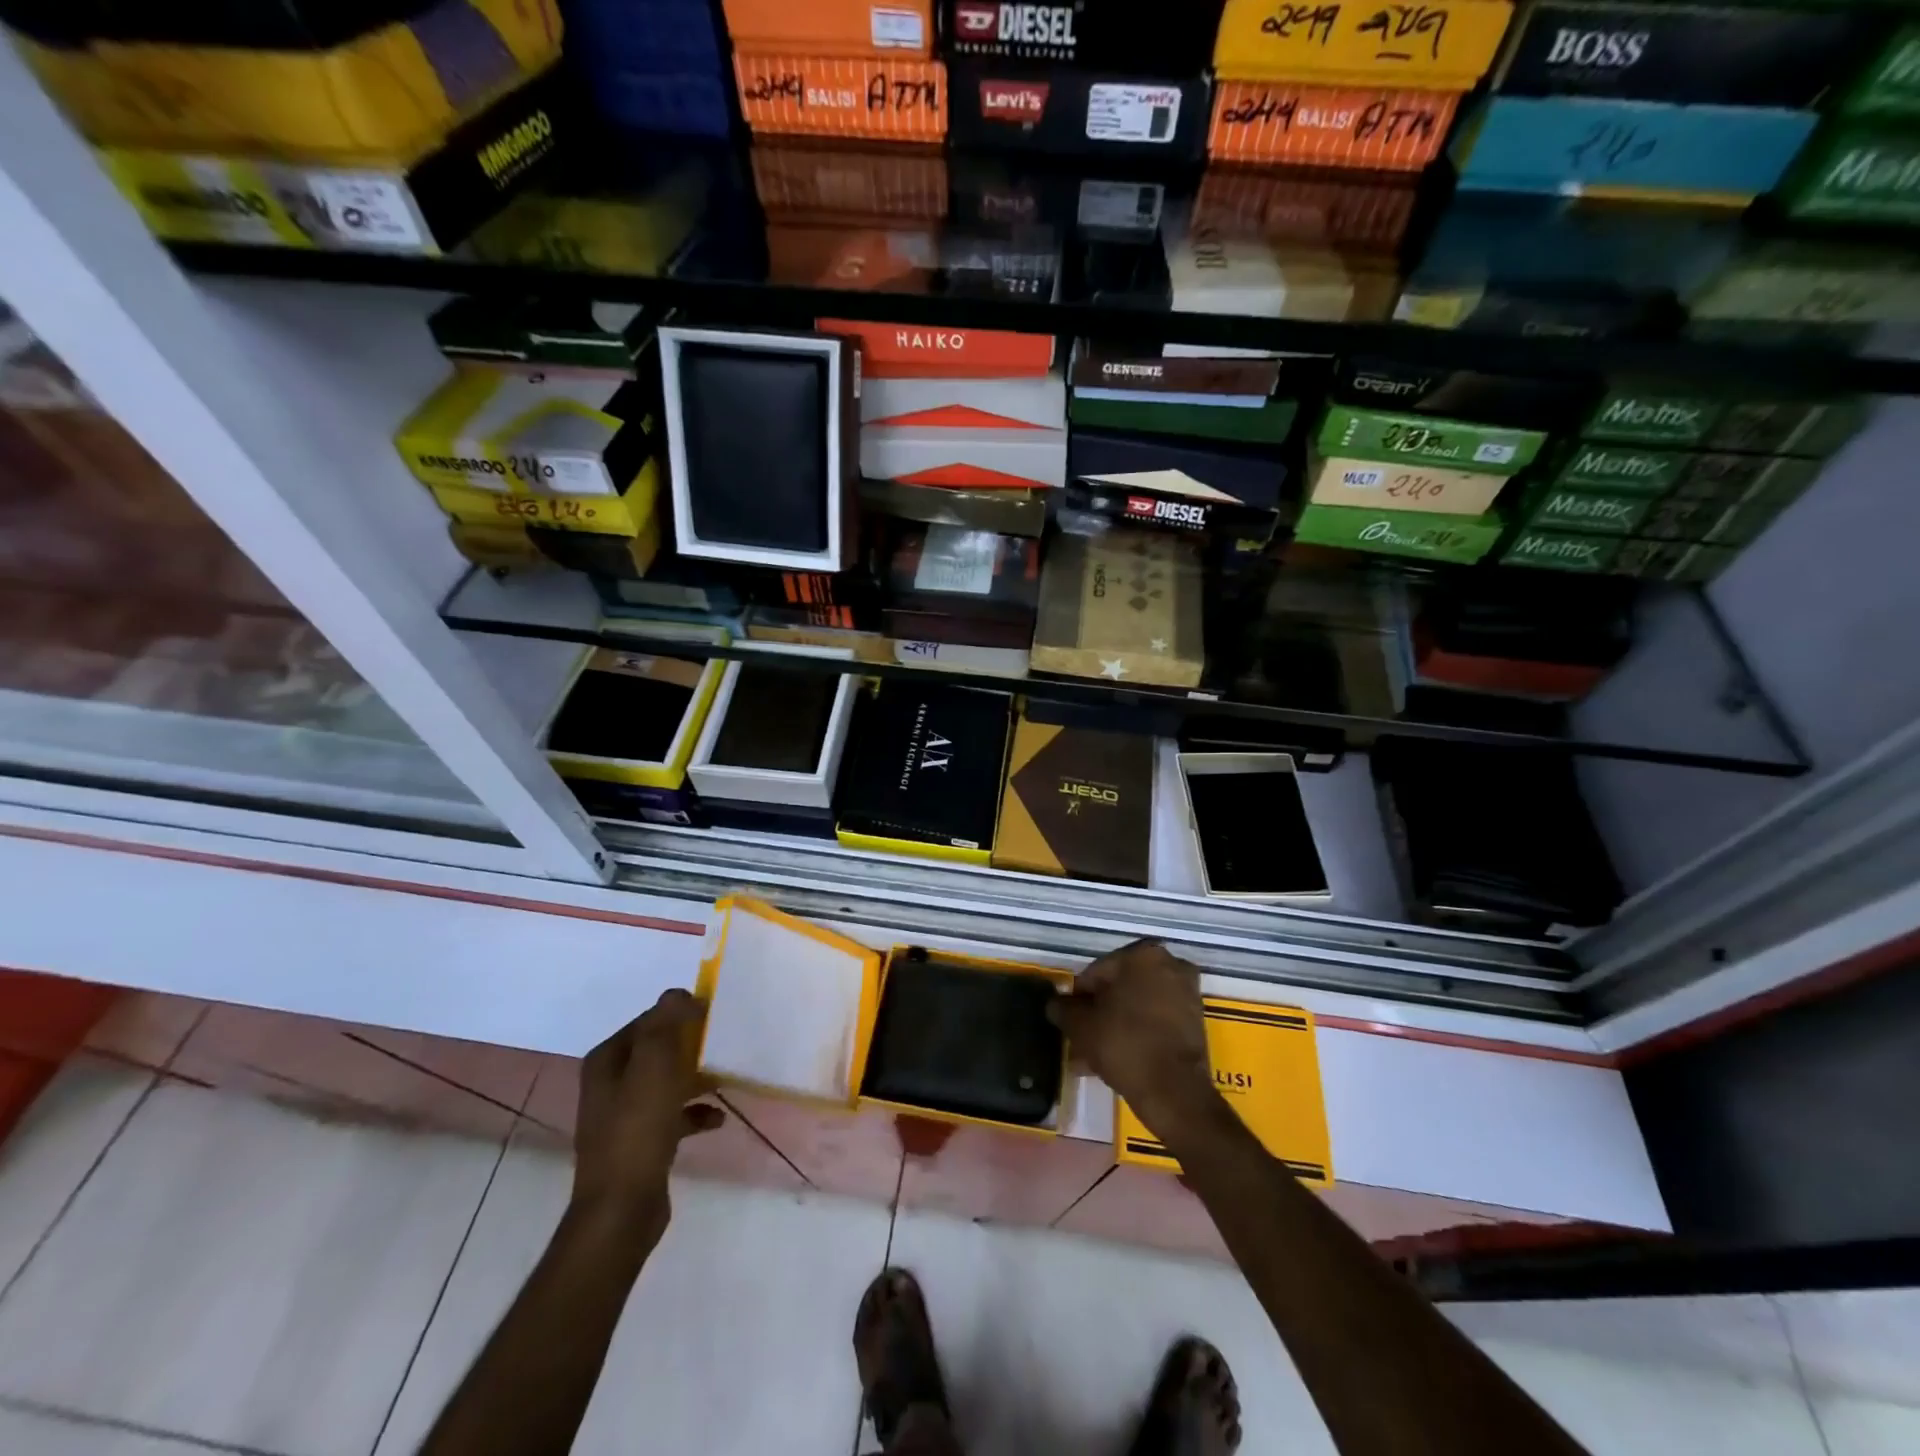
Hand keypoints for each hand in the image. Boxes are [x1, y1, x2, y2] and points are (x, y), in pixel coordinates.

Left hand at [572, 990, 723, 1242]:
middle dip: (690, 1045)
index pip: (647, 1021)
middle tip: (723, 1042)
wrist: (621, 1208)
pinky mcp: (641, 1144)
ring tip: (725, 1077)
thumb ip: (665, 1023)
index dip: (678, 1013)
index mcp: (607, 1061)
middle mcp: (610, 1084)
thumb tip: (679, 993)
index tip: (712, 1014)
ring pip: (666, 1082)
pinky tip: (719, 1119)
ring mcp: (624, 1116)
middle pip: (657, 1051)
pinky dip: (696, 1113)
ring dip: (695, 1078)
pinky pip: (673, 1116)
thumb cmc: (637, 1130)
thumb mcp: (654, 1067)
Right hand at [1047, 940, 1222, 1139]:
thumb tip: (1055, 1004)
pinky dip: (1139, 1032)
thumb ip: (1063, 1009)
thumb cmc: (1124, 1044)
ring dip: (1117, 1024)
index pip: (1096, 973)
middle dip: (1100, 1012)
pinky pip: (1157, 1019)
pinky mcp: (1196, 1019)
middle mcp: (1169, 964)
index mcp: (1141, 954)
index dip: (1079, 999)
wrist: (1175, 1091)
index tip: (1071, 1022)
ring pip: (1138, 1005)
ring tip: (1096, 1054)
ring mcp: (1187, 991)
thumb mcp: (1081, 1026)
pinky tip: (1119, 1057)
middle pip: (1120, 988)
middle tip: (1082, 1038)